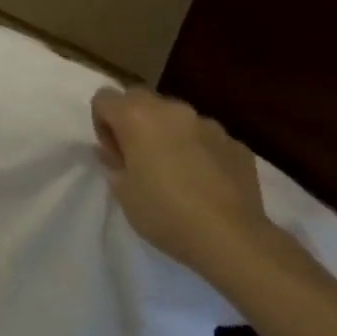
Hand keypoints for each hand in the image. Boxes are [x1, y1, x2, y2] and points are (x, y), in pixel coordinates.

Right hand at [90, 86, 284, 277]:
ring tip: (173, 170)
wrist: (230, 237)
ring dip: (167, 134)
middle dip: (133, 121)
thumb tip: (112, 151)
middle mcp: (173, 110)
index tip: (112, 152)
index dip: (101, 123)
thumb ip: (113, 162)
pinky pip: (204, 137)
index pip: (104, 98)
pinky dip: (196, 149)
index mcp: (137, 117)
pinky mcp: (235, 143)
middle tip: (137, 157)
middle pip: (140, 99)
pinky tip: (201, 181)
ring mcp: (208, 124)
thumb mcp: (122, 191)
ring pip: (176, 117)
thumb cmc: (163, 212)